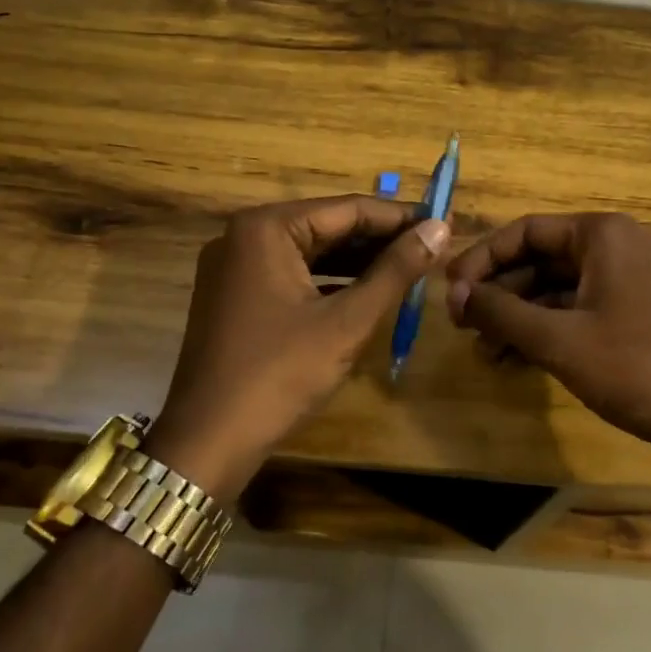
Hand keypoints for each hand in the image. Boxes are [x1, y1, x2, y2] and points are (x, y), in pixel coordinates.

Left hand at [143, 196, 449, 497]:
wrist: (208, 442)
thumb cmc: (280, 375)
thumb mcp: (347, 321)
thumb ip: (396, 271)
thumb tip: (441, 228)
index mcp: (266, 228)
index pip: (347, 209)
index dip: (399, 217)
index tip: (442, 222)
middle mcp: (244, 235)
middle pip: (328, 227)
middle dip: (380, 240)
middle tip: (432, 247)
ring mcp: (235, 267)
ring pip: (311, 252)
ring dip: (358, 262)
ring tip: (410, 267)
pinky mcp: (235, 296)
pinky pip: (293, 275)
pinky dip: (330, 282)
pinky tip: (367, 292)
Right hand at [444, 212, 650, 449]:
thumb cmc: (636, 368)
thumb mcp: (558, 339)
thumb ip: (501, 312)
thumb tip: (453, 293)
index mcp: (604, 235)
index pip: (526, 231)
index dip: (481, 259)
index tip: (449, 291)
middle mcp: (620, 248)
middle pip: (542, 259)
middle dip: (500, 293)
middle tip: (461, 326)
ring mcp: (634, 283)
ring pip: (560, 290)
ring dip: (520, 317)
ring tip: (484, 352)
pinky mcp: (640, 316)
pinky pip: (582, 312)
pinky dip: (549, 331)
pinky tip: (516, 361)